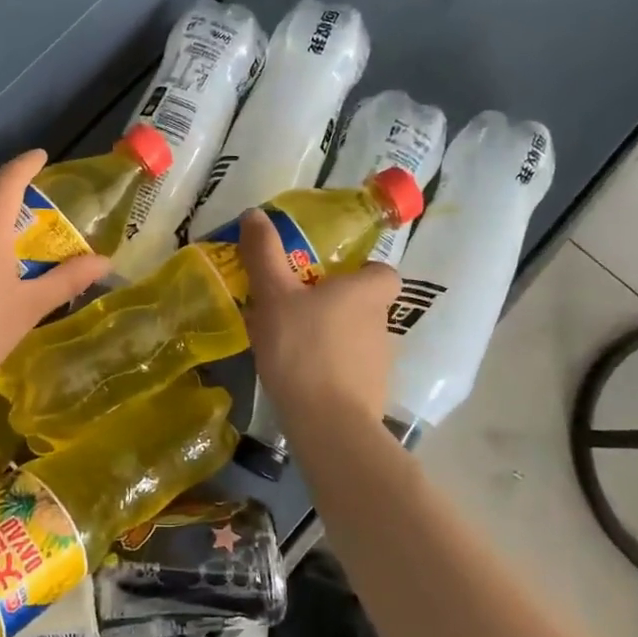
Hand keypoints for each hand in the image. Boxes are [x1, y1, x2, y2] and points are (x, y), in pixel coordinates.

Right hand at [239, 208, 399, 424]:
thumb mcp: (274, 294)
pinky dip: (328, 367)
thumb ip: (264, 253)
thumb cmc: (303, 347)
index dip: (358, 271)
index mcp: (368, 292)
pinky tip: (297, 375)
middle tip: (293, 308)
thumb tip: (255, 213)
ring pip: (354, 337)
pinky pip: (348, 368)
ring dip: (329, 336)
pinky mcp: (371, 393)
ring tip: (289, 344)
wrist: (328, 423)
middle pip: (363, 304)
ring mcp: (380, 361)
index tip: (325, 277)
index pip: (381, 271)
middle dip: (334, 304)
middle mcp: (382, 322)